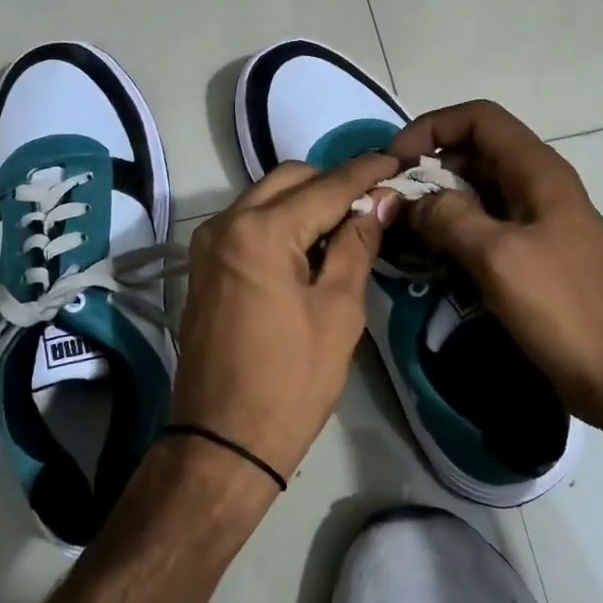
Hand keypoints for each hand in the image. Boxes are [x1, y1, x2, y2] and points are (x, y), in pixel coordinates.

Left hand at [173, 155, 402, 481]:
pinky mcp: (205, 265)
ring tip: (350, 221)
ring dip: (307, 200)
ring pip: (266, 197)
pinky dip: (283, 221)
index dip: (366, 173)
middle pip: (290, 179)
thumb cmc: (291, 381)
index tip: (397, 161)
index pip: (326, 186)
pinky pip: (250, 223)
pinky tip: (313, 243)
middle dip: (333, 182)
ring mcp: (209, 244)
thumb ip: (357, 245)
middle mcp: (226, 223)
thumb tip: (380, 202)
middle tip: (375, 200)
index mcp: (261, 231)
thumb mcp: (338, 311)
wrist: (223, 441)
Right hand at [389, 101, 602, 440]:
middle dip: (429, 168)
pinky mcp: (533, 255)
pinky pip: (486, 228)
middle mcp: (538, 186)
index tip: (396, 162)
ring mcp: (538, 222)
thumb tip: (411, 202)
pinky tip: (430, 258)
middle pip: (475, 153)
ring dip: (439, 203)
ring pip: (478, 192)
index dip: (432, 127)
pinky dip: (455, 233)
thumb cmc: (562, 308)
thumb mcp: (498, 257)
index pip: (480, 118)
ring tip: (402, 231)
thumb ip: (449, 218)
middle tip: (392, 202)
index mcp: (538, 171)